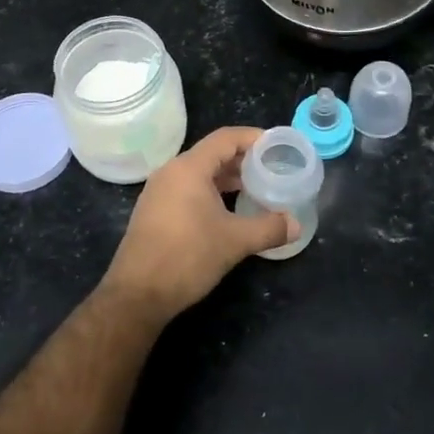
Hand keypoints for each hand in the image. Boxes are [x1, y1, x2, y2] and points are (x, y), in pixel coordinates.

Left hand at [101, 127, 294, 321]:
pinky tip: (229, 210)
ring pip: (200, 172)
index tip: (278, 146)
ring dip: (228, 177)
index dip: (254, 138)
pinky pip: (188, 188)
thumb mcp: (235, 241)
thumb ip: (269, 228)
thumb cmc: (187, 257)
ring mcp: (159, 191)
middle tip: (272, 169)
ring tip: (256, 189)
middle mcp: (171, 172)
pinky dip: (212, 191)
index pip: (226, 138)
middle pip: (213, 153)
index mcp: (189, 168)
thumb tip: (296, 224)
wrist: (137, 295)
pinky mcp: (155, 210)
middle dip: (244, 159)